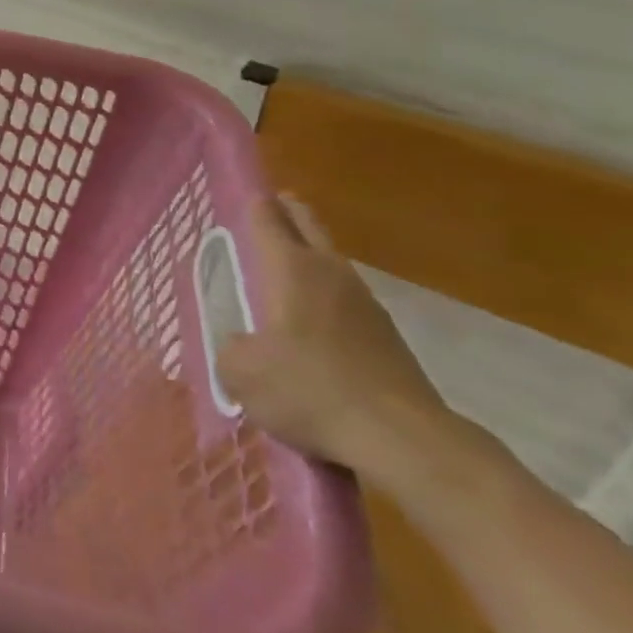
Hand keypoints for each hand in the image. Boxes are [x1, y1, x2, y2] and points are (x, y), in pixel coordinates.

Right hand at [216, 196, 454, 483]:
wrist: (402, 439)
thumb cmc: (309, 390)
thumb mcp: (242, 373)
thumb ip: (230, 350)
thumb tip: (238, 346)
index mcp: (291, 269)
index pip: (268, 220)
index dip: (255, 203)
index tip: (246, 192)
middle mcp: (330, 274)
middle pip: (309, 227)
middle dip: (290, 213)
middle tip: (275, 205)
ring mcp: (366, 305)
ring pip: (332, 263)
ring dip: (312, 256)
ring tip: (290, 266)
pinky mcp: (388, 338)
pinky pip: (348, 301)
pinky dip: (328, 298)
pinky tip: (316, 322)